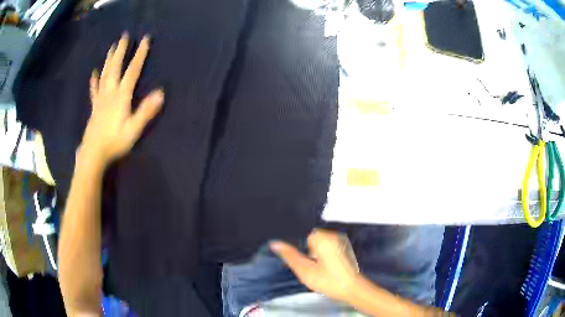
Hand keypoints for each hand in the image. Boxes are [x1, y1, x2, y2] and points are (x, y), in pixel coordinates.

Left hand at [81, 33, 163, 166]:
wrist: (93, 153)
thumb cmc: (114, 142)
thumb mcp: (133, 129)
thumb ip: (146, 111)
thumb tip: (161, 93)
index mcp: (121, 96)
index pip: (132, 71)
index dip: (140, 54)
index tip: (145, 39)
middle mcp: (110, 92)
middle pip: (115, 67)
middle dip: (121, 50)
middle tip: (124, 36)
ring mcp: (101, 98)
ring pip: (105, 74)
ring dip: (109, 59)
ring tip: (112, 47)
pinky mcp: (94, 106)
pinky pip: (94, 89)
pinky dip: (94, 80)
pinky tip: (94, 73)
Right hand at [271, 229, 360, 301]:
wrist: (353, 289)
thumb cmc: (329, 281)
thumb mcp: (305, 271)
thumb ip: (290, 256)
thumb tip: (275, 243)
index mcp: (323, 237)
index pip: (301, 234)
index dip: (296, 247)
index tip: (300, 260)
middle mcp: (332, 235)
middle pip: (310, 239)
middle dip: (306, 251)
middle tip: (309, 267)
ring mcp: (340, 242)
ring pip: (318, 244)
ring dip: (314, 254)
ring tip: (317, 269)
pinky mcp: (344, 249)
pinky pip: (327, 248)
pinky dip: (323, 256)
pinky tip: (325, 268)